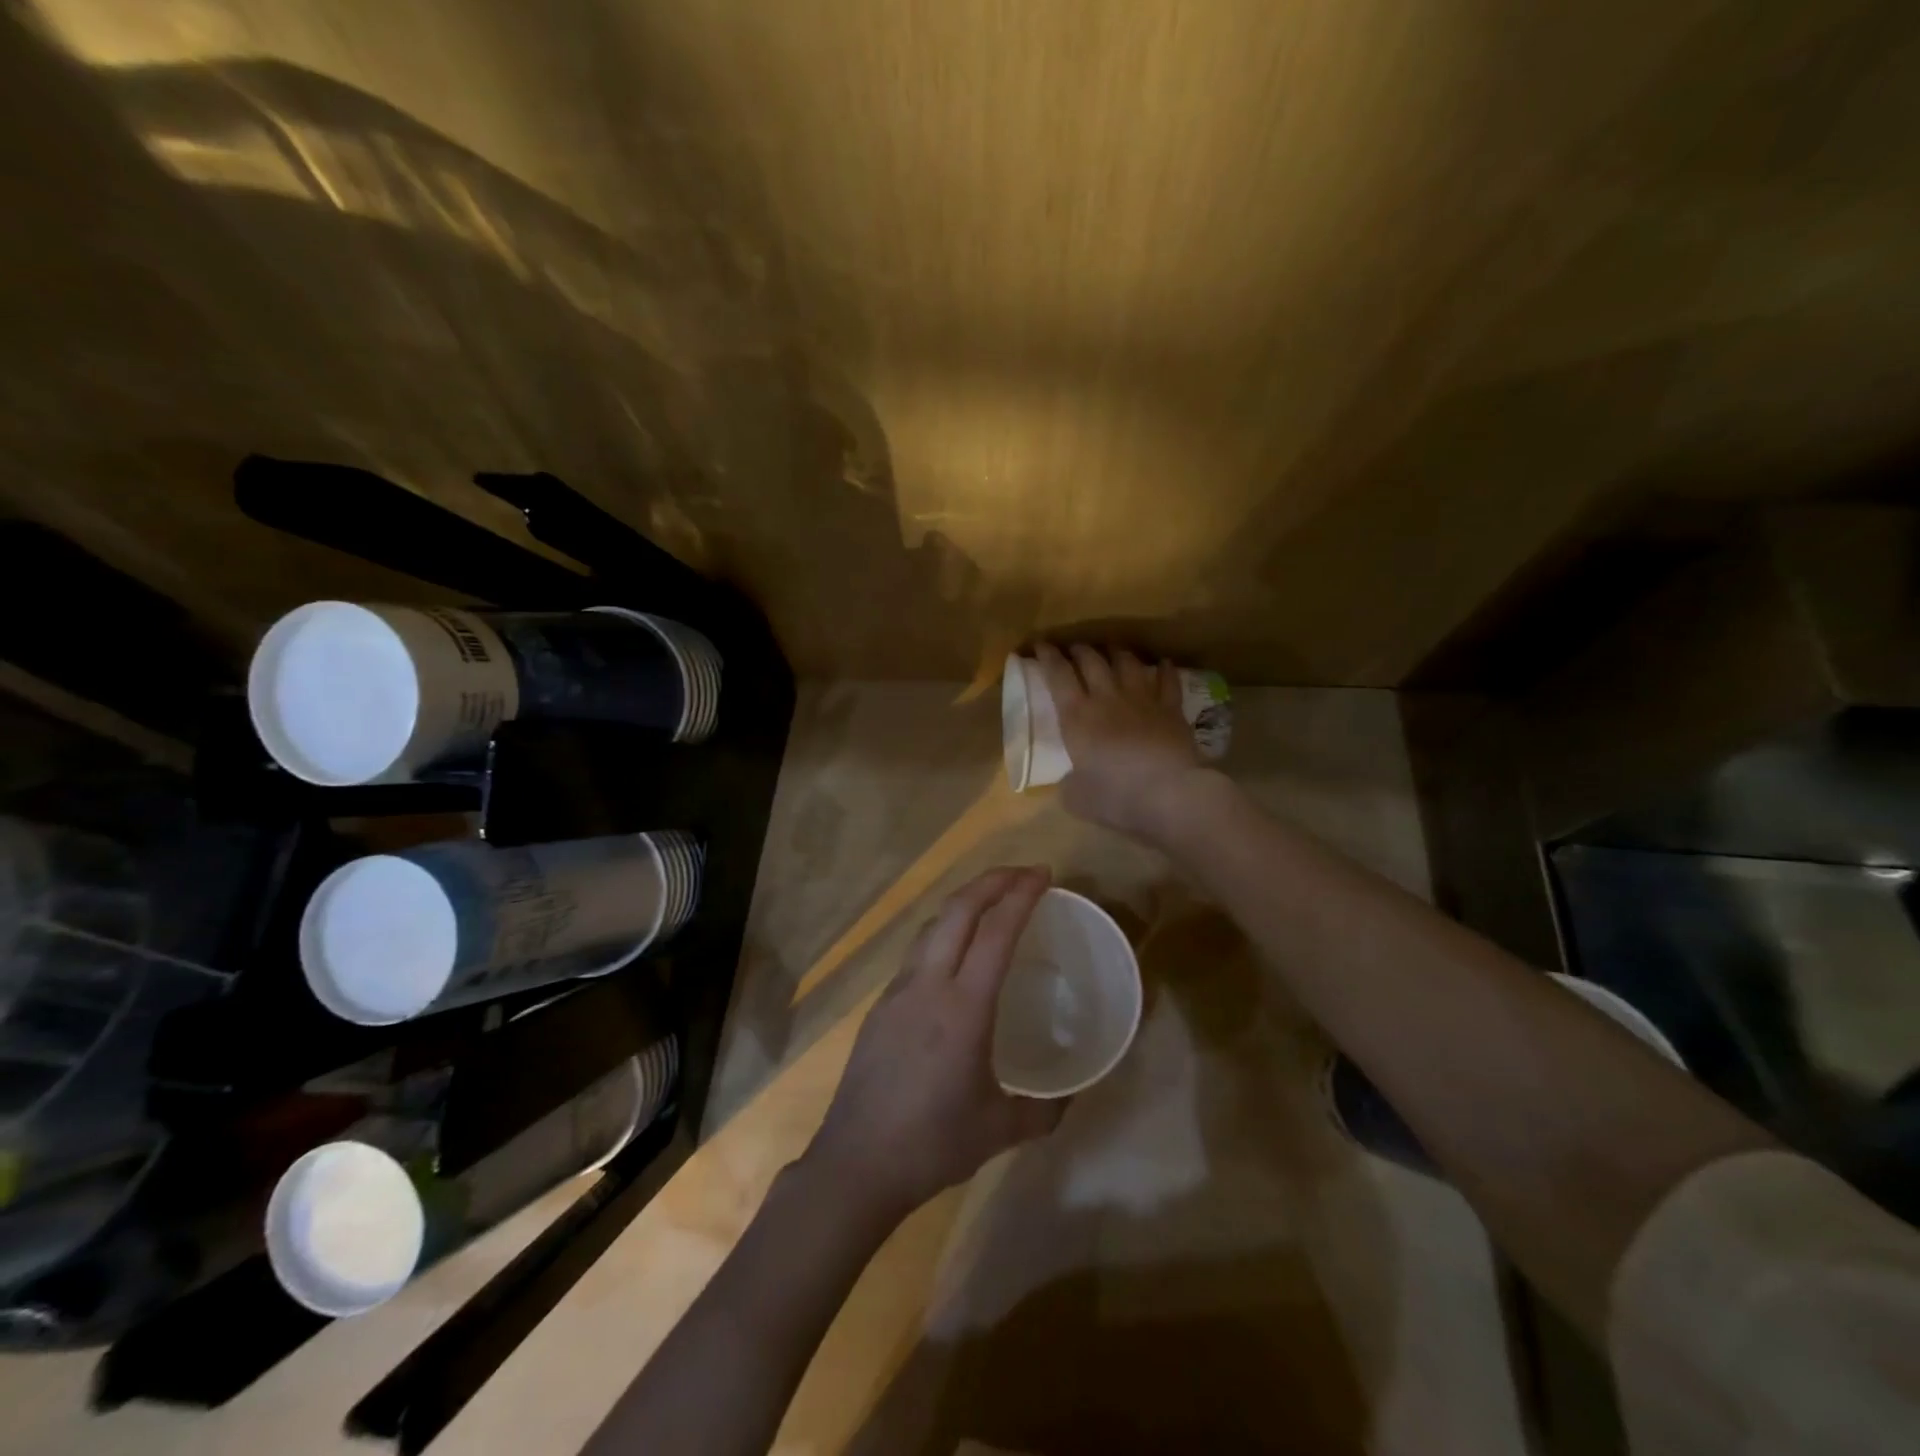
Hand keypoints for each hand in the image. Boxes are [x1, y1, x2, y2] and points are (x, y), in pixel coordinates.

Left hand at [806, 867, 1064, 1220]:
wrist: (857, 1162)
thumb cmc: (932, 1143)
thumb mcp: (998, 1130)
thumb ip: (1042, 1112)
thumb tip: (1069, 1100)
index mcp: (963, 1008)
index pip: (996, 932)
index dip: (1021, 895)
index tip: (1043, 874)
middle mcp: (927, 985)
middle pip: (957, 910)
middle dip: (991, 881)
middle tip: (1023, 874)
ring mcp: (898, 991)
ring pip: (931, 926)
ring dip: (963, 903)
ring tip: (991, 903)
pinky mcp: (880, 1006)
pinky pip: (917, 952)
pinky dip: (943, 933)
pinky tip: (956, 956)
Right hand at [1035, 643, 1209, 840]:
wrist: (1170, 794)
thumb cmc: (1116, 796)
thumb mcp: (1076, 798)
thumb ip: (1070, 784)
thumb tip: (1072, 782)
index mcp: (1077, 716)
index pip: (1057, 675)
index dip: (1047, 657)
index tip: (1040, 646)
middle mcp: (1107, 698)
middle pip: (1091, 661)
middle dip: (1080, 650)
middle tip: (1074, 649)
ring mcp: (1142, 699)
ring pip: (1127, 663)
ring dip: (1117, 653)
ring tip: (1112, 650)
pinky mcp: (1171, 708)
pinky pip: (1168, 680)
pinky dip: (1164, 669)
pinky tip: (1163, 663)